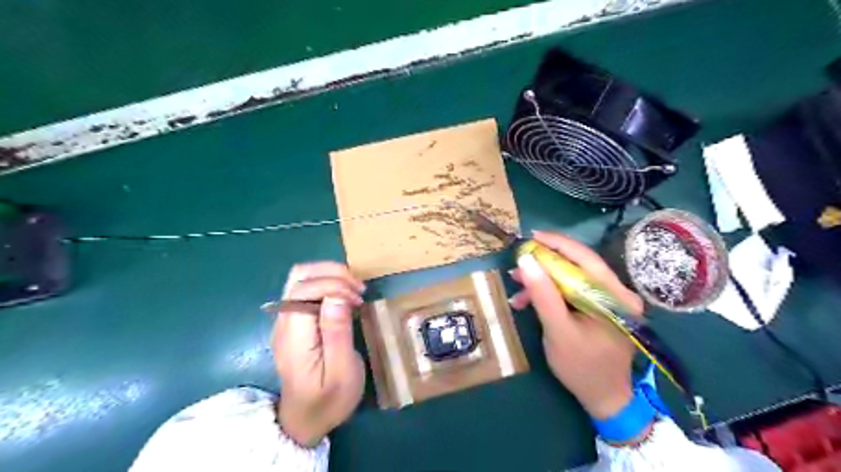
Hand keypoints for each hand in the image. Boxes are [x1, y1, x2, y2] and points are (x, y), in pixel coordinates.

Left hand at [273, 263, 363, 446]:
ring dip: (330, 276)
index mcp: (293, 334)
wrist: (305, 420)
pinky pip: (307, 289)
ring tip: (354, 292)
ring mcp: (287, 320)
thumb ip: (337, 332)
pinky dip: (328, 284)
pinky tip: (345, 299)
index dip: (334, 284)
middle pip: (299, 275)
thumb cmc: (328, 400)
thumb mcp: (341, 371)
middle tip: (358, 290)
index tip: (358, 298)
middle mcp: (284, 321)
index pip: (304, 289)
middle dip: (332, 273)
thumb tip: (337, 296)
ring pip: (302, 278)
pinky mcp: (294, 322)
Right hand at [505, 231, 645, 417]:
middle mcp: (616, 292)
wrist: (602, 398)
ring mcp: (608, 300)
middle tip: (518, 265)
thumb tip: (526, 260)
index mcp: (615, 296)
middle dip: (544, 264)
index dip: (558, 244)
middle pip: (577, 266)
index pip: (586, 258)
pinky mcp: (597, 307)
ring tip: (517, 288)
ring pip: (571, 277)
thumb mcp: (558, 331)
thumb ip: (543, 295)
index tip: (531, 237)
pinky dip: (549, 293)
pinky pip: (570, 290)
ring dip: (543, 280)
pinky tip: (527, 301)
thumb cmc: (582, 367)